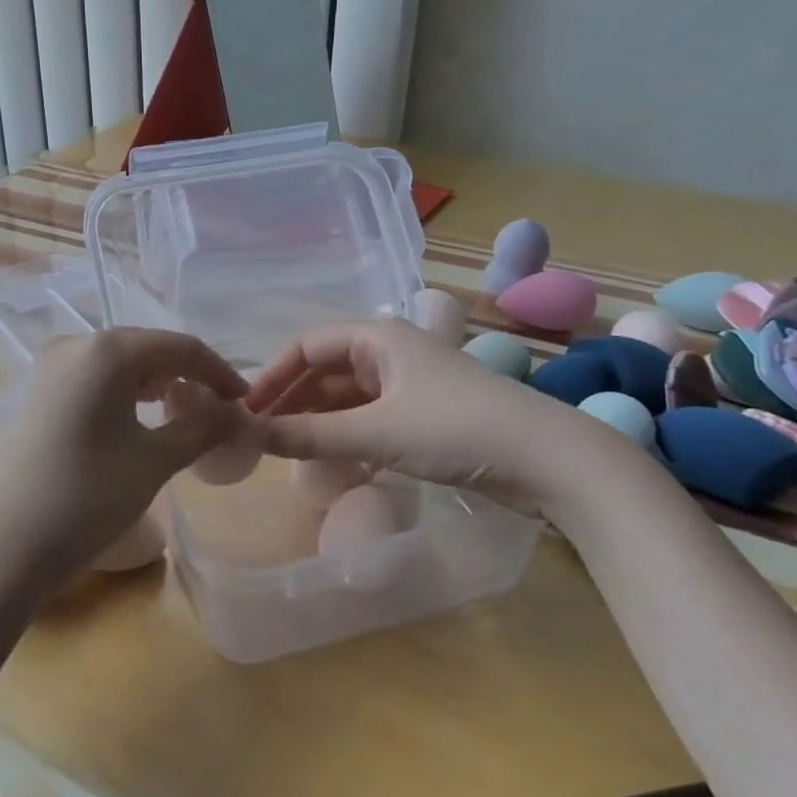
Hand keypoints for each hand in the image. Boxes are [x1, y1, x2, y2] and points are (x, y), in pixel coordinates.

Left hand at [0, 327, 246, 603]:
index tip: (244, 401)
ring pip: (117, 364)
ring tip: (180, 412)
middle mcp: (73, 345)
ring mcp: (47, 369)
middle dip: (186, 375)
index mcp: (106, 351)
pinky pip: (91, 380)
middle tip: (215, 408)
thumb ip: (200, 428)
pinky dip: (122, 393)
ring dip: (154, 383)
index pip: (179, 347)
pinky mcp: (35, 394)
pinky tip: (135, 419)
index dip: (218, 371)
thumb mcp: (153, 462)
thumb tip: (235, 412)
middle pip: (146, 349)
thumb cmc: (86, 498)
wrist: (1, 546)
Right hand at [242, 318, 602, 514]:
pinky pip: (370, 416)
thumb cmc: (456, 428)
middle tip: (259, 434)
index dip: (272, 375)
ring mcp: (411, 383)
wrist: (550, 459)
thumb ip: (310, 435)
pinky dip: (345, 433)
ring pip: (347, 395)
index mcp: (377, 337)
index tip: (246, 410)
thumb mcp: (377, 432)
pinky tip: (330, 457)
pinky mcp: (427, 414)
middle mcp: (391, 351)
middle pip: (325, 369)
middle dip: (292, 399)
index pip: (307, 345)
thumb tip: (248, 434)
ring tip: (285, 449)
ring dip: (317, 418)